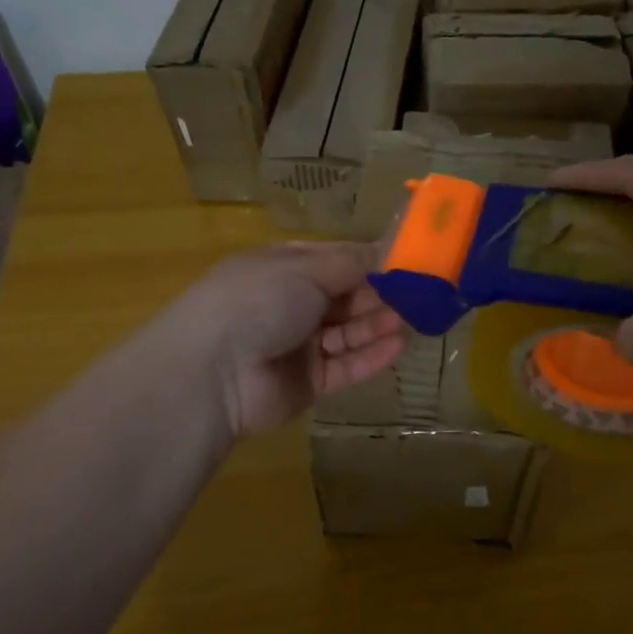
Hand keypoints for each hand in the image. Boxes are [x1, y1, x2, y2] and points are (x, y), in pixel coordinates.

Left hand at [153, 242, 405, 437]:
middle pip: (343, 298)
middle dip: (378, 295)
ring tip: (414, 318)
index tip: (405, 261)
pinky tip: (398, 346)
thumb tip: (385, 250)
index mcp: (281, 269)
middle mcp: (289, 305)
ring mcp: (297, 346)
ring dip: (378, 324)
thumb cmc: (257, 301)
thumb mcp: (304, 268)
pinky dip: (370, 357)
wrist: (214, 371)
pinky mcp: (306, 383)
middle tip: (418, 293)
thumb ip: (350, 263)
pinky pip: (344, 367)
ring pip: (347, 333)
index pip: (332, 261)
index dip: (367, 261)